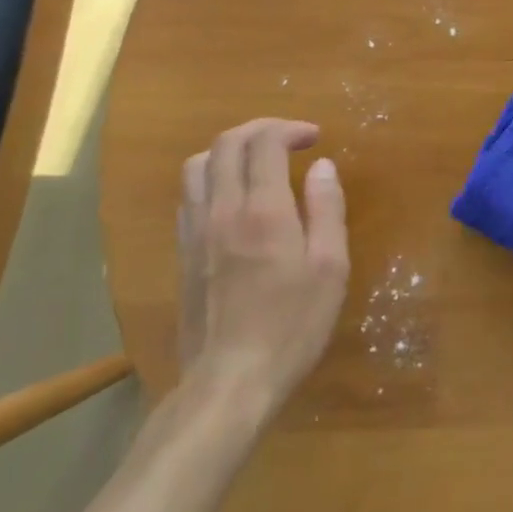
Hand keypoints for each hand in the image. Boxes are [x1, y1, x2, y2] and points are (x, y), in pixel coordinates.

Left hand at [176, 119, 348, 414]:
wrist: (229, 382)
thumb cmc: (291, 325)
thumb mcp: (330, 268)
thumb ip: (327, 209)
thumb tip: (322, 166)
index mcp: (263, 210)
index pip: (264, 143)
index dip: (290, 129)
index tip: (314, 139)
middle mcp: (223, 210)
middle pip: (226, 143)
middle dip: (260, 129)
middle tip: (288, 140)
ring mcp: (196, 232)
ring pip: (197, 165)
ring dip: (229, 151)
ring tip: (257, 163)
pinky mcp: (182, 254)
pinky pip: (189, 197)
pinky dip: (212, 180)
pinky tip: (233, 199)